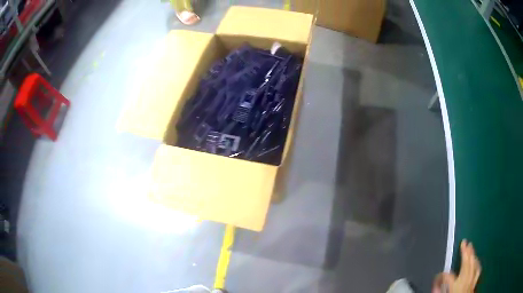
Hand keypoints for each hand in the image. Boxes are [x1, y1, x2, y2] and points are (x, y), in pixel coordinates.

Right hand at [432, 240, 480, 292]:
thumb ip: (440, 290)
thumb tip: (436, 286)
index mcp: (455, 285)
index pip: (447, 276)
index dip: (442, 275)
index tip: (438, 277)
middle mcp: (465, 281)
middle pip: (466, 263)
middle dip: (465, 252)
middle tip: (465, 242)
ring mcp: (472, 281)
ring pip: (474, 265)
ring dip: (472, 255)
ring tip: (471, 247)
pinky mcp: (475, 283)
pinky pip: (478, 270)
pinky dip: (477, 264)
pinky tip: (477, 261)